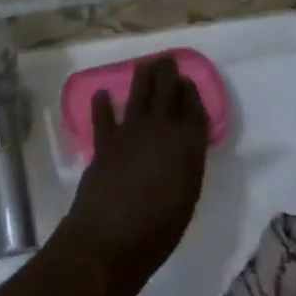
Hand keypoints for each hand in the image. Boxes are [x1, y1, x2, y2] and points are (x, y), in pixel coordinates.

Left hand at [60, 56, 208, 295]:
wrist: (113, 236)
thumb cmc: (160, 230)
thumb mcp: (186, 198)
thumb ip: (185, 165)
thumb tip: (180, 148)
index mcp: (187, 146)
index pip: (193, 111)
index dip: (191, 93)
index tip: (187, 80)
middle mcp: (160, 130)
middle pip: (166, 93)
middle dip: (167, 73)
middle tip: (167, 59)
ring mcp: (130, 132)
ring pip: (138, 96)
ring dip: (141, 77)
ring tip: (144, 64)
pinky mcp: (104, 141)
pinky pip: (104, 117)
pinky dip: (103, 105)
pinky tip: (102, 94)